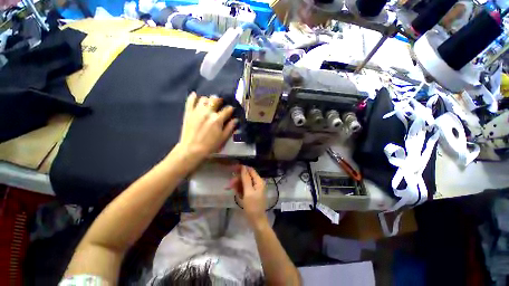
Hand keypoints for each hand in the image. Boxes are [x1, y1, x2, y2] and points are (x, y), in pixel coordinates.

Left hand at [176, 92, 236, 161]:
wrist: (191, 150)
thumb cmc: (210, 146)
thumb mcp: (223, 138)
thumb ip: (230, 127)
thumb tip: (235, 119)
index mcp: (218, 119)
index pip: (227, 109)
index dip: (231, 109)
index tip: (231, 110)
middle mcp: (208, 112)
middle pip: (215, 100)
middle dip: (220, 100)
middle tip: (221, 104)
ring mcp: (197, 111)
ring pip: (204, 98)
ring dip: (208, 99)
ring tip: (209, 103)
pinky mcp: (188, 113)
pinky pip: (190, 101)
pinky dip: (193, 97)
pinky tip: (196, 95)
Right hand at [230, 166, 267, 227]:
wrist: (256, 221)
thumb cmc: (253, 206)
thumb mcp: (248, 191)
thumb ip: (246, 179)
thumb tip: (243, 167)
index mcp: (259, 181)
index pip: (250, 170)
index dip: (242, 168)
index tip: (233, 169)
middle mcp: (257, 183)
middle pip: (246, 176)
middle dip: (238, 179)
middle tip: (230, 184)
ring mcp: (254, 188)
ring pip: (244, 182)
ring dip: (237, 184)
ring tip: (230, 189)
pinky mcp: (251, 193)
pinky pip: (244, 188)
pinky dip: (239, 189)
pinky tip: (236, 193)